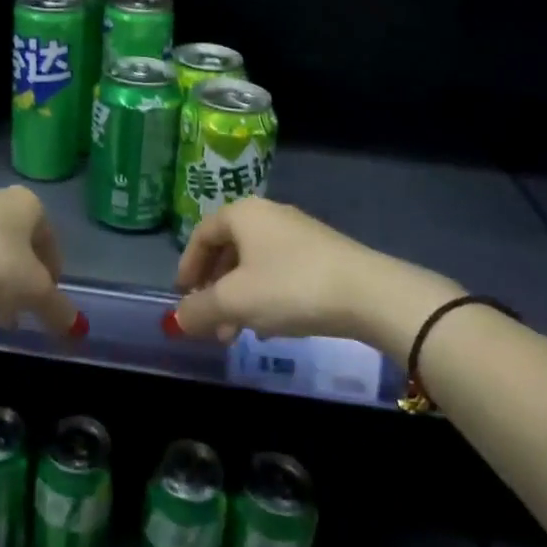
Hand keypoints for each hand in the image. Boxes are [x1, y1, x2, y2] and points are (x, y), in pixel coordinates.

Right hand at [169, 196, 460, 351]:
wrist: (368, 293)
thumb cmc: (290, 287)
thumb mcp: (235, 302)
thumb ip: (200, 310)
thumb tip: (178, 318)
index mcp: (243, 214)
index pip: (202, 234)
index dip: (187, 266)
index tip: (182, 297)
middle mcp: (268, 215)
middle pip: (228, 249)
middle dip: (214, 288)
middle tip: (210, 322)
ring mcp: (298, 233)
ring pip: (254, 264)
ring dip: (239, 297)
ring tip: (237, 333)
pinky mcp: (322, 254)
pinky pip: (279, 271)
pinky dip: (265, 296)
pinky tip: (271, 327)